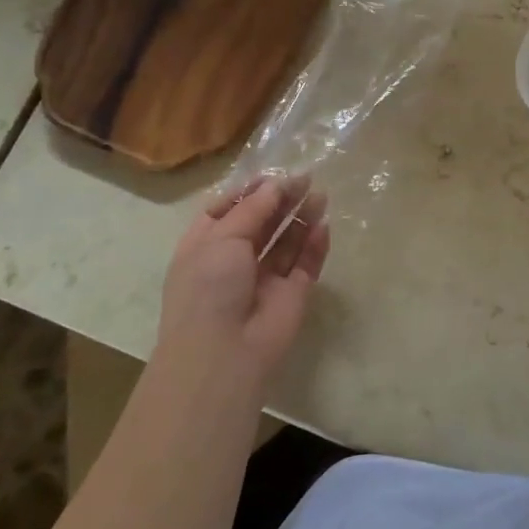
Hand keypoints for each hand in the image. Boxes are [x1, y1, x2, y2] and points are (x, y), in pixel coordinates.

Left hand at [155, 175, 330, 391]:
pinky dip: (315, 245)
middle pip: (261, 223)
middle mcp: (234, 261)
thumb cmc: (209, 287)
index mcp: (205, 246)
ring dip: (301, 217)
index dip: (247, 192)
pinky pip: (306, 264)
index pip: (225, 211)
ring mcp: (265, 279)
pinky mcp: (292, 294)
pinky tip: (324, 225)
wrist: (224, 352)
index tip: (271, 176)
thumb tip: (276, 184)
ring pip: (286, 241)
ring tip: (320, 194)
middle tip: (305, 178)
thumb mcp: (222, 237)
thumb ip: (254, 208)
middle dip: (281, 200)